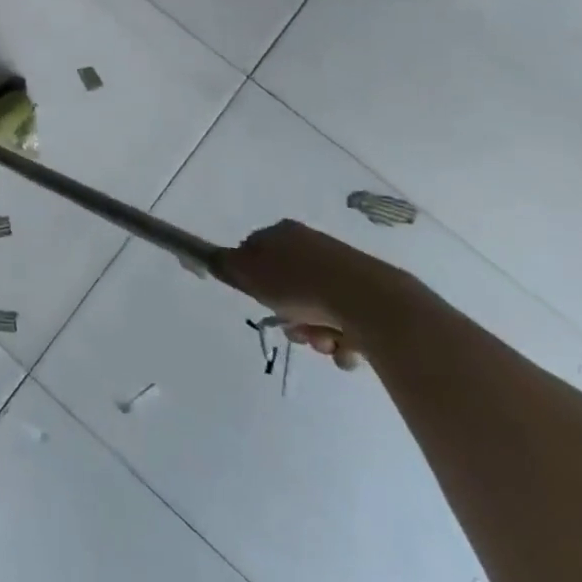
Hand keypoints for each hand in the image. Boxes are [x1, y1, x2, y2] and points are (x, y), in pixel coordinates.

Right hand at [220, 220, 416, 370]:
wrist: (372, 303)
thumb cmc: (300, 285)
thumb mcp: (248, 273)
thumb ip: (224, 264)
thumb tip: (209, 256)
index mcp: (283, 233)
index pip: (255, 252)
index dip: (252, 280)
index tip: (258, 299)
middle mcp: (313, 245)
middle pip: (287, 286)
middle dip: (288, 314)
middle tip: (293, 329)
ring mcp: (345, 270)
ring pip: (317, 307)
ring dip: (315, 332)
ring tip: (324, 343)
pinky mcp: (372, 295)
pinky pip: (347, 321)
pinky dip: (343, 338)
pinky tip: (346, 347)